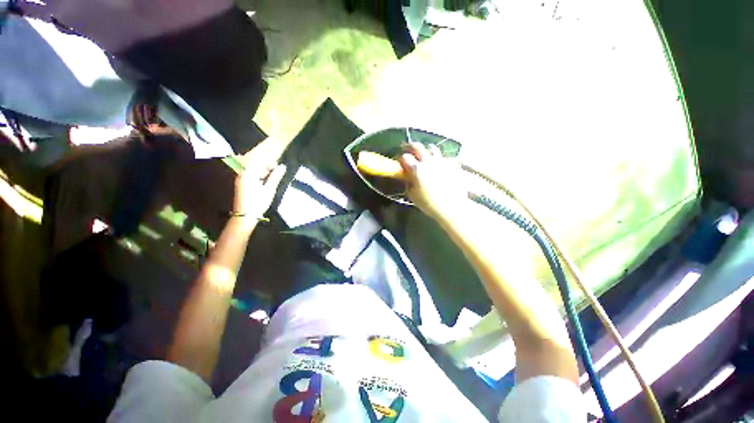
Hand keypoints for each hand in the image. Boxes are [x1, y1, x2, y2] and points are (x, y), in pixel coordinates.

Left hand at [233, 138, 287, 222]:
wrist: (244, 216)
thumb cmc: (257, 203)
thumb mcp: (268, 190)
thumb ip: (275, 177)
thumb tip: (282, 166)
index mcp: (249, 173)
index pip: (259, 157)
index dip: (268, 149)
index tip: (275, 141)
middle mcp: (243, 171)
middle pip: (254, 156)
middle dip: (264, 150)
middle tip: (274, 143)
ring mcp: (242, 176)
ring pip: (252, 162)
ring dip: (263, 159)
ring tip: (274, 157)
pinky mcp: (243, 180)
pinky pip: (251, 168)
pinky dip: (260, 166)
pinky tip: (268, 168)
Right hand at [398, 142, 468, 220]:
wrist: (452, 207)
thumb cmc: (429, 204)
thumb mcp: (413, 195)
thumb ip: (408, 183)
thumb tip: (408, 177)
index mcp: (417, 169)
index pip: (404, 157)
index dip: (400, 158)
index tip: (399, 161)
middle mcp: (428, 161)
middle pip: (417, 146)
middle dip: (410, 146)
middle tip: (407, 150)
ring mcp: (441, 161)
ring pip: (432, 148)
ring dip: (425, 150)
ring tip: (424, 157)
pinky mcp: (452, 164)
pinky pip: (443, 157)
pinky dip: (438, 160)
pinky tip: (438, 167)